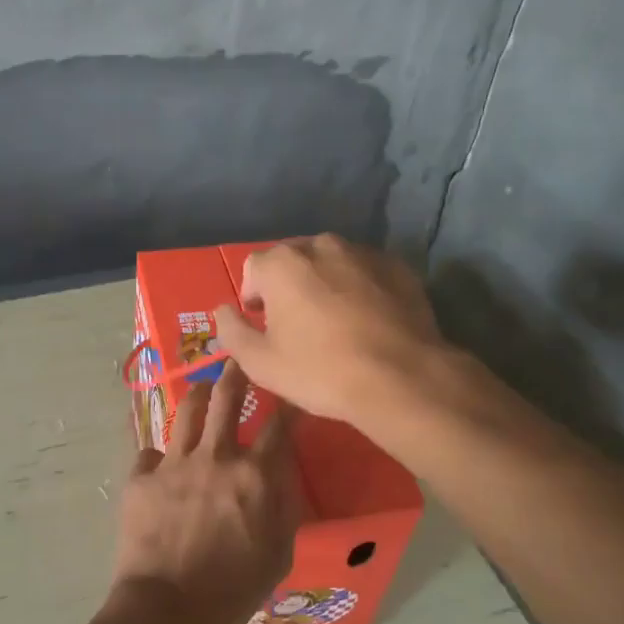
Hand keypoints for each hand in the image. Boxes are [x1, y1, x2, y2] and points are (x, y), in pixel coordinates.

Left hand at [112, 361, 298, 623]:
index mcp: (254, 475)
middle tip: (239, 361)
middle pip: (227, 397)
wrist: (169, 611)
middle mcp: (215, 457)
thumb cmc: (233, 591)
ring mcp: (173, 463)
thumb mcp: (279, 554)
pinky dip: (159, 455)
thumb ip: (285, 507)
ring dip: (197, 395)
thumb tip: (284, 474)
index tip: (292, 388)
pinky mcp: (140, 477)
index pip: (280, 425)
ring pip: (186, 410)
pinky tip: (160, 462)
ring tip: (201, 390)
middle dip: (236, 372)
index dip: (289, 402)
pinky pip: (150, 452)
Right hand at [213, 235, 445, 428]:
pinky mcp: (398, 268)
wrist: (401, 379)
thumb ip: (232, 330)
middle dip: (288, 286)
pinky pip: (366, 273)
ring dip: (325, 284)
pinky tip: (367, 321)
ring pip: (332, 263)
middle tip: (297, 325)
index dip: (253, 296)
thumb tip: (222, 310)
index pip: (253, 268)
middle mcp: (321, 245)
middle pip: (293, 260)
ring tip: (334, 323)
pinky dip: (360, 288)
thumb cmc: (320, 370)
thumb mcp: (260, 362)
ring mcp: (364, 253)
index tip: (263, 325)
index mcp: (282, 263)